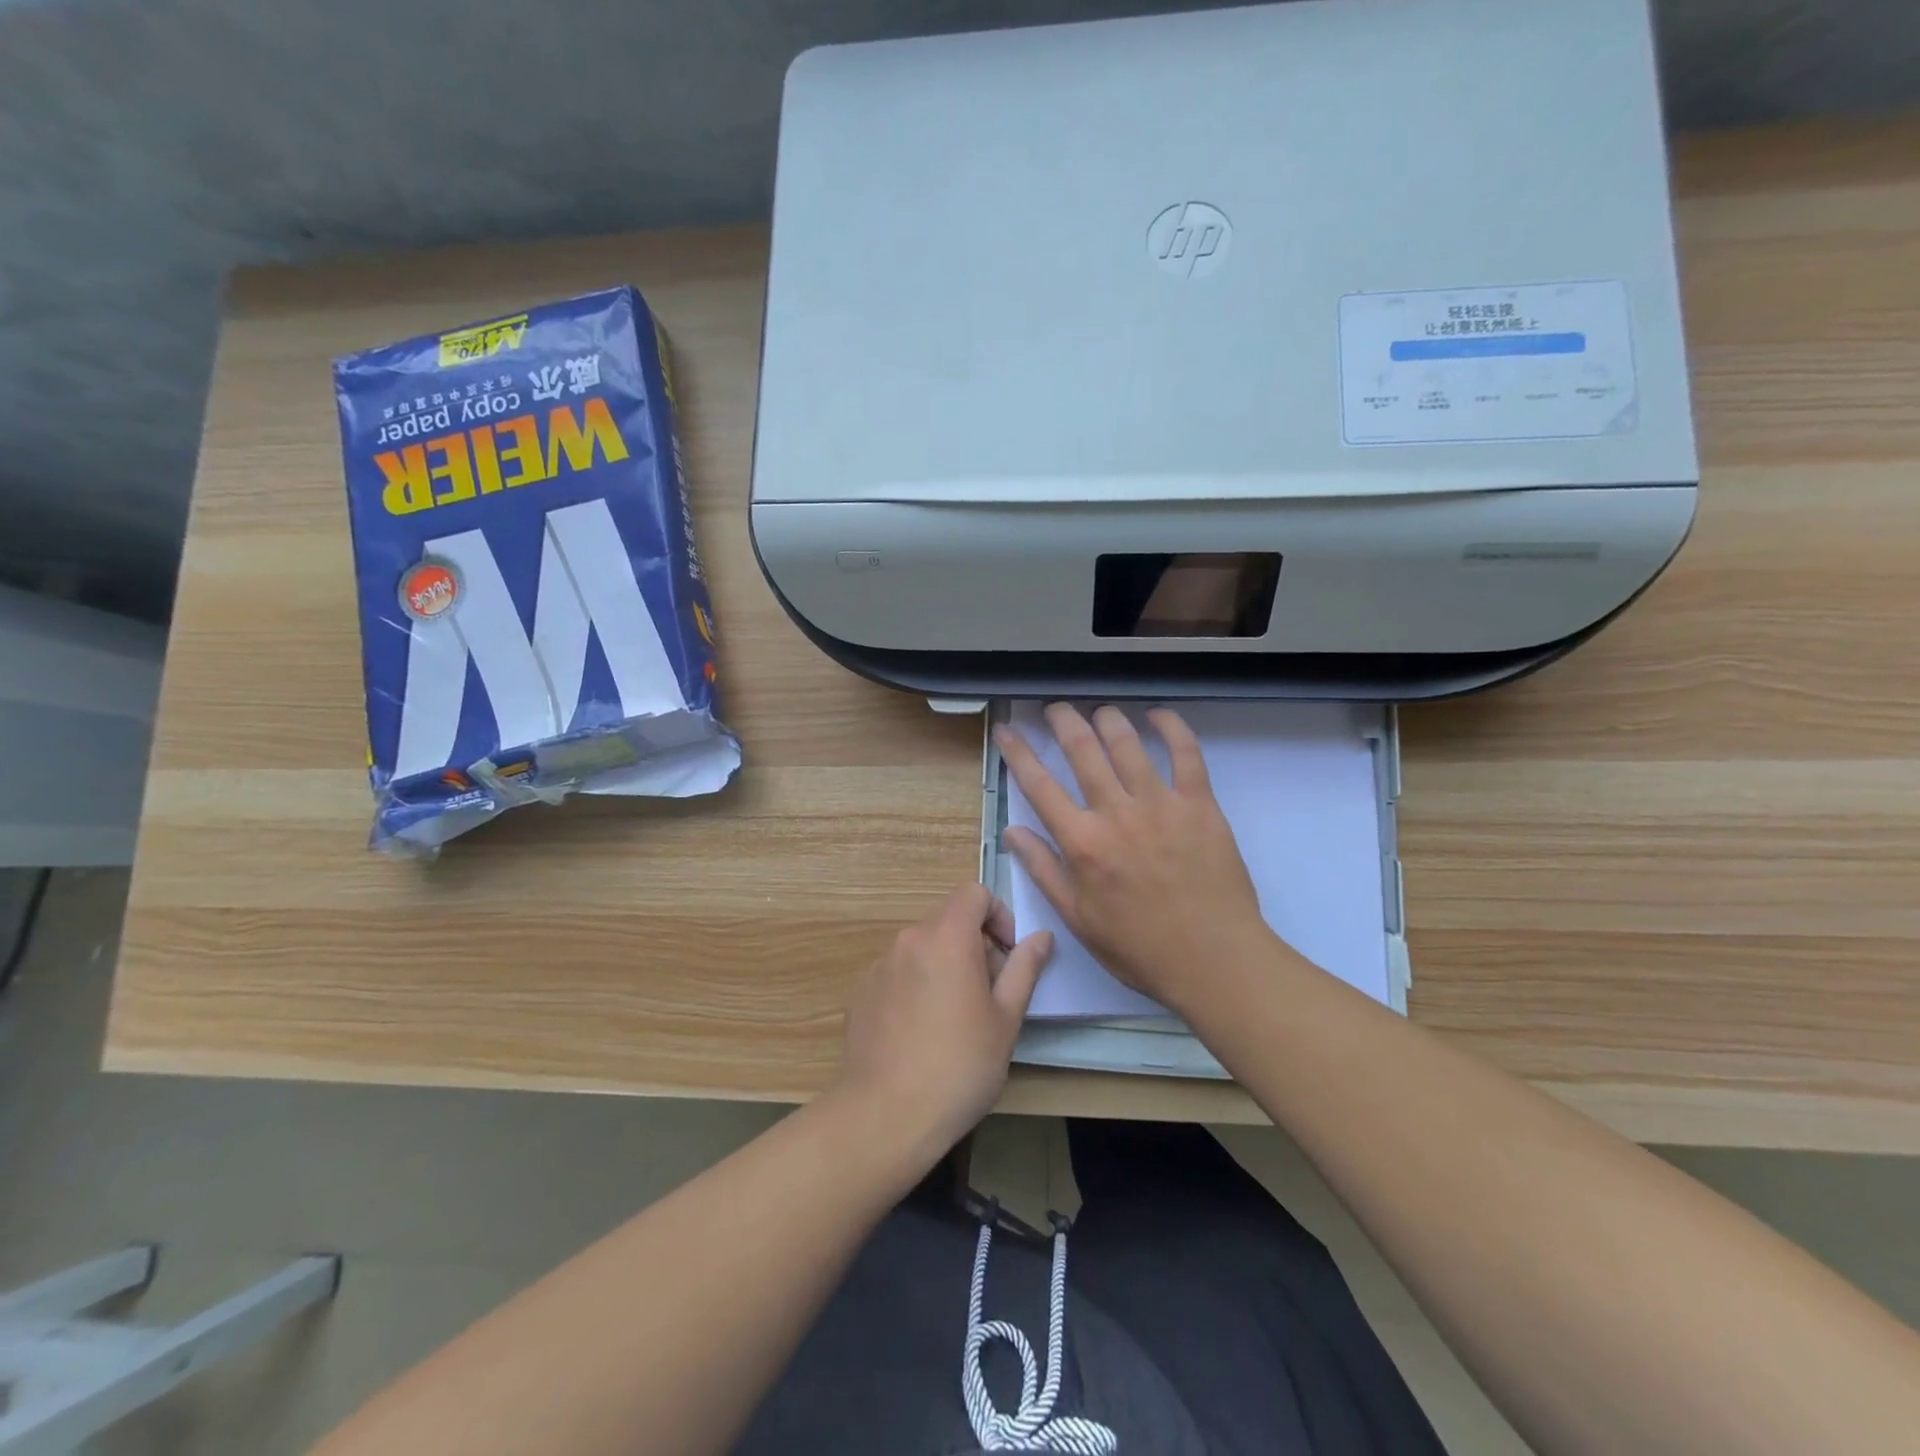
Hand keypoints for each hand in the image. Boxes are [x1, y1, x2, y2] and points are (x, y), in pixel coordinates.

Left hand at [836, 883, 1052, 1154]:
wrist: (886, 1114)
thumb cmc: (960, 1065)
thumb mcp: (1006, 1019)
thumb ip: (1024, 968)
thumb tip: (1041, 937)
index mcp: (947, 937)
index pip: (974, 893)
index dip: (998, 916)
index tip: (1007, 957)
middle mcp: (909, 939)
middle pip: (948, 919)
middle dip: (975, 944)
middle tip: (989, 994)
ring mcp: (880, 964)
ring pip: (923, 947)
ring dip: (946, 964)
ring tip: (955, 1017)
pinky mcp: (861, 991)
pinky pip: (899, 971)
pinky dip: (917, 984)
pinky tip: (921, 1031)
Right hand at [995, 703, 1268, 1013]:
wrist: (1213, 959)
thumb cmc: (1139, 947)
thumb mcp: (1078, 918)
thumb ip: (1043, 870)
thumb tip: (1013, 831)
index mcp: (1082, 842)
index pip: (1039, 785)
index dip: (1018, 752)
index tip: (1008, 729)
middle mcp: (1116, 813)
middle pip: (1082, 750)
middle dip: (1063, 720)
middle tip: (1056, 707)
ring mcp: (1160, 804)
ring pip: (1127, 743)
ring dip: (1108, 719)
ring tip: (1099, 711)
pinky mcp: (1199, 804)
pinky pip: (1186, 753)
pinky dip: (1172, 728)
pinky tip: (1158, 716)